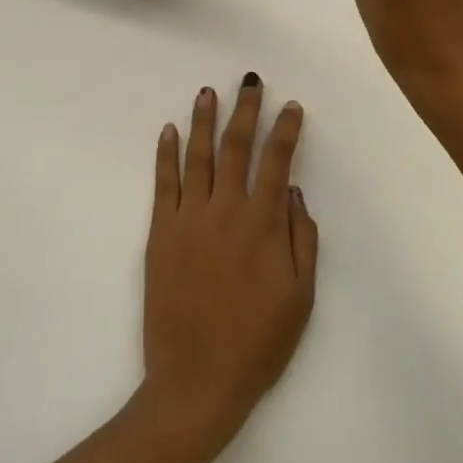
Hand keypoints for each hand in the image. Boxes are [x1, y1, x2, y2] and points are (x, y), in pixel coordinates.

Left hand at [139, 76, 318, 458]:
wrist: (196, 380)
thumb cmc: (257, 343)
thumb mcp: (301, 297)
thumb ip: (302, 240)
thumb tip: (295, 193)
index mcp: (263, 225)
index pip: (277, 163)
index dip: (285, 131)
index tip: (291, 106)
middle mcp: (225, 211)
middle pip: (236, 148)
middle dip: (245, 111)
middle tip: (250, 82)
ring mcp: (188, 219)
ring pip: (197, 157)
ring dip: (203, 121)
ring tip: (207, 92)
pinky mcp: (159, 234)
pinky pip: (163, 184)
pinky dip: (165, 155)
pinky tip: (168, 131)